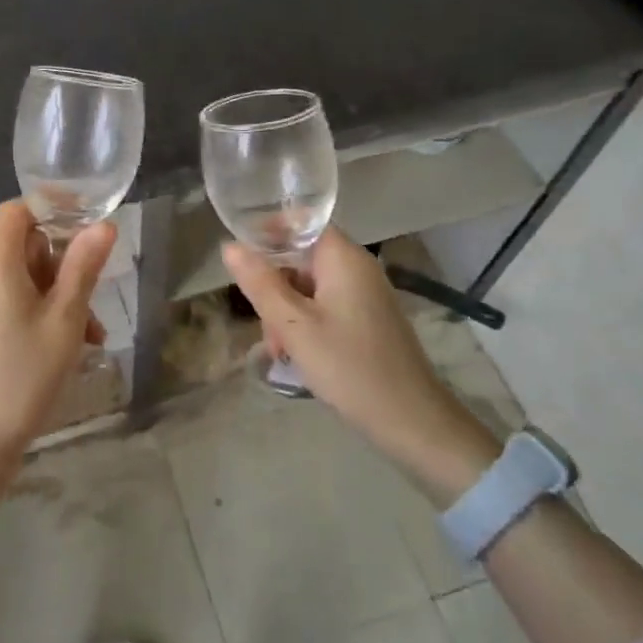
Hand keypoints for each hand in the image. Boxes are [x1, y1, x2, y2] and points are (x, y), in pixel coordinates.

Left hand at [0, 201, 117, 476]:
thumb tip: (102, 225)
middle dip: (63, 268)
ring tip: (87, 338)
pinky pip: (6, 303)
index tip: (85, 228)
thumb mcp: (65, 320)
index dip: (50, 210)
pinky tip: (61, 348)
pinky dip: (35, 313)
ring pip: (20, 280)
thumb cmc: (24, 377)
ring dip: (55, 297)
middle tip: (91, 305)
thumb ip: (83, 267)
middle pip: (23, 248)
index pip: (16, 211)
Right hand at [223, 227, 499, 503]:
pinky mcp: (368, 318)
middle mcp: (356, 266)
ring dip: (287, 310)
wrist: (411, 420)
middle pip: (301, 257)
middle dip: (274, 285)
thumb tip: (230, 246)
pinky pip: (326, 305)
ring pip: (310, 285)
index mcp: (343, 257)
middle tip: (266, 327)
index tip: (242, 259)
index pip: (300, 222)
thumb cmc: (349, 366)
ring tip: (280, 351)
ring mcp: (365, 293)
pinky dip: (307, 322)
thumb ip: (260, 283)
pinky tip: (298, 354)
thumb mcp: (294, 326)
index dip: (268, 232)